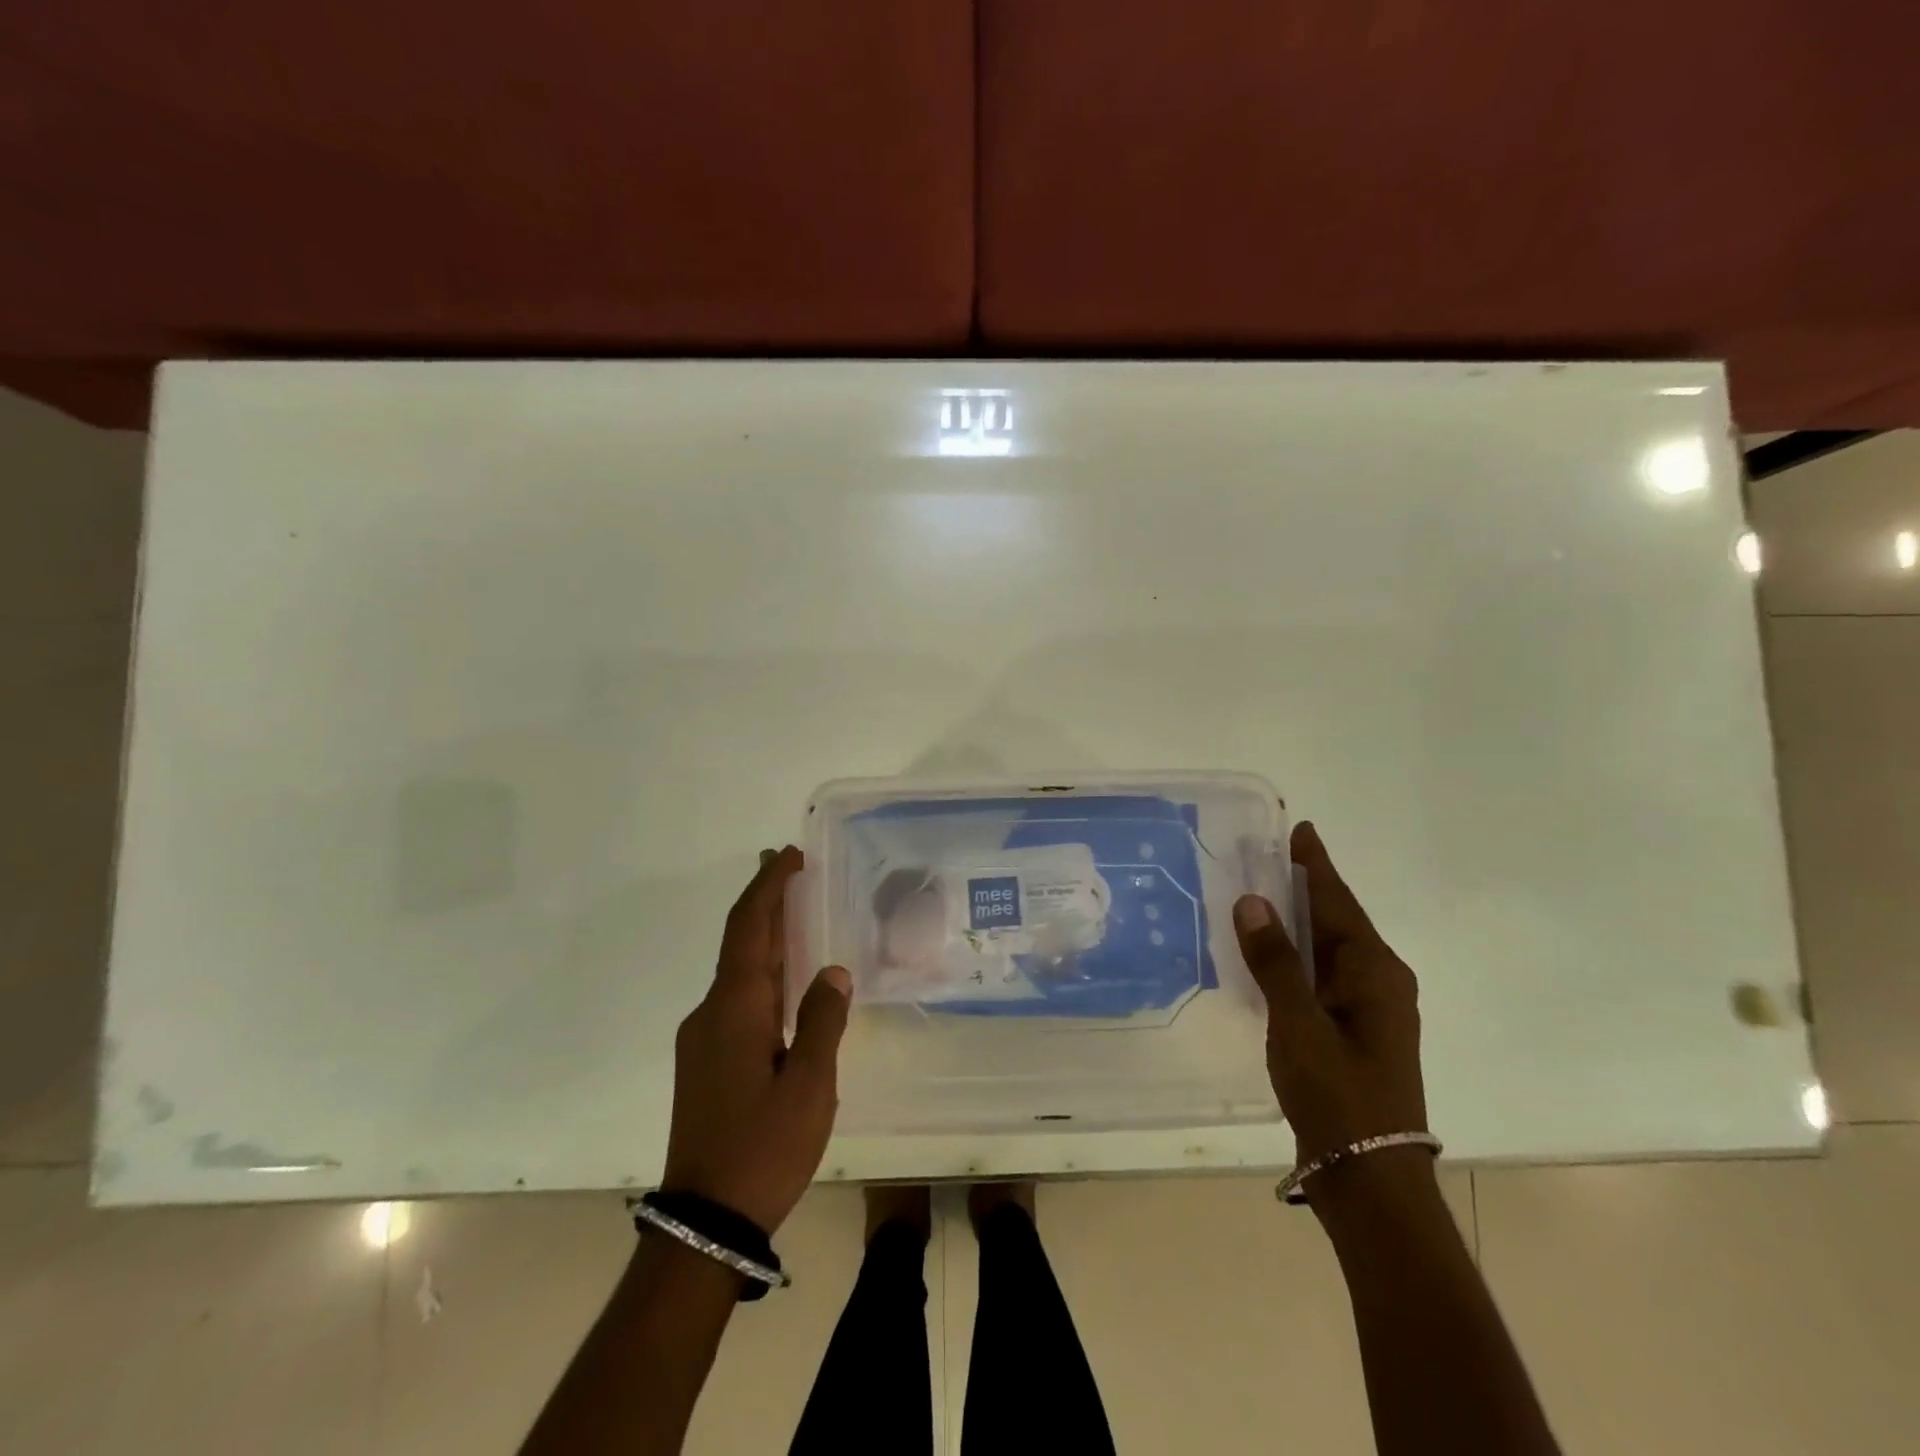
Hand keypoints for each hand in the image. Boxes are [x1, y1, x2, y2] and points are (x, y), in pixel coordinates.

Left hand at [661, 846, 851, 1232]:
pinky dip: (762, 971)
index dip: (767, 886)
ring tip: (795, 913)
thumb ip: (822, 1021)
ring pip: (737, 971)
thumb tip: (833, 972)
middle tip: (791, 868)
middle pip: (739, 941)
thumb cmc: (763, 1148)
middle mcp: (711, 1012)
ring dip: (764, 936)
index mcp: (735, 1008)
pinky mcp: (707, 1061)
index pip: (748, 927)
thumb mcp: (809, 1085)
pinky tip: (785, 981)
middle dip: (764, 901)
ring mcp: (704, 1038)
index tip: (790, 856)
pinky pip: (737, 998)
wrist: (705, 1222)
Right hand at [1233, 822, 1427, 1173]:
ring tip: (1265, 895)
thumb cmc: (1338, 1095)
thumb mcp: (1297, 1024)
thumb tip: (1252, 901)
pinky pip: (1324, 975)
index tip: (1302, 830)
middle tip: (1270, 856)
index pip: (1337, 902)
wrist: (1371, 1178)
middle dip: (1307, 887)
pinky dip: (1299, 955)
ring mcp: (1372, 1010)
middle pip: (1338, 920)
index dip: (1315, 865)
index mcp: (1374, 971)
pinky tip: (1273, 955)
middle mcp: (1380, 982)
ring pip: (1331, 949)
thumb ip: (1274, 961)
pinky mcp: (1356, 1032)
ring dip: (1301, 921)